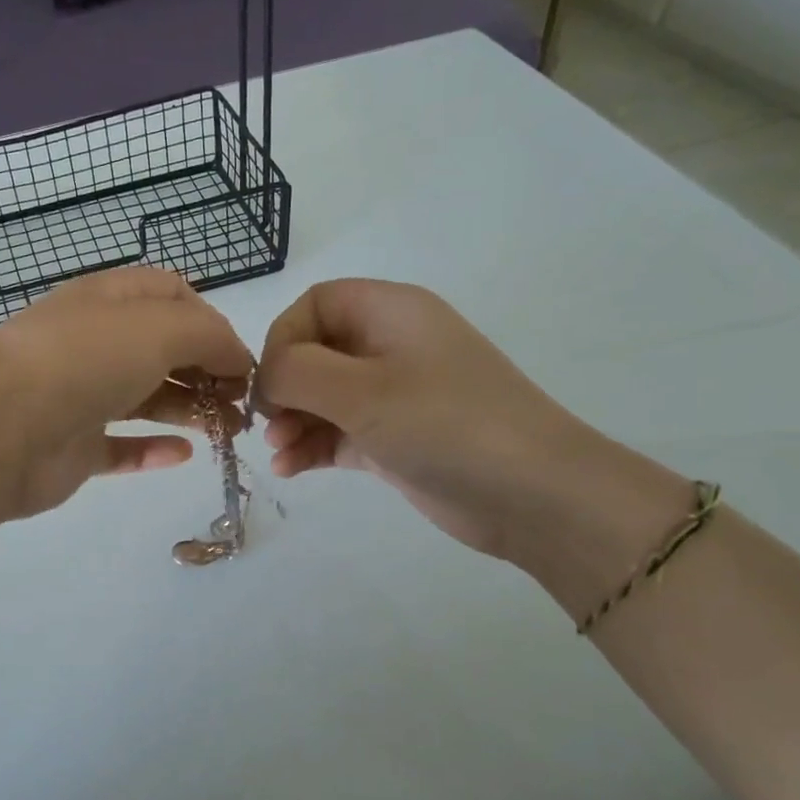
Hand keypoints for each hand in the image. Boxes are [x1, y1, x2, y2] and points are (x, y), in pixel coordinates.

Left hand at [0, 268, 253, 518]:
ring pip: (145, 398)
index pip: (170, 295)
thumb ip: (210, 336)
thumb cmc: (85, 360)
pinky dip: (152, 450)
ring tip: (228, 431)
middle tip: (241, 403)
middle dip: (206, 371)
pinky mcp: (72, 447)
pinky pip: (120, 447)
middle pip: (162, 351)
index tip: (239, 358)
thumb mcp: (160, 327)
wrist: (1, 427)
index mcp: (108, 300)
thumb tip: (237, 360)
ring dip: (189, 410)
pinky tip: (183, 455)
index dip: (210, 321)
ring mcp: (80, 396)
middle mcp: (93, 343)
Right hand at [257, 279, 658, 563]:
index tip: (271, 382)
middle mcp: (390, 346)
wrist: (532, 495)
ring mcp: (394, 395)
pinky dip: (311, 446)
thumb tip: (267, 376)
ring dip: (292, 421)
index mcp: (390, 312)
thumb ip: (297, 372)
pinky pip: (338, 432)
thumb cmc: (444, 424)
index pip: (315, 304)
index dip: (283, 338)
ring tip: (278, 451)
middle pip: (314, 351)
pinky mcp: (394, 438)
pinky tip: (290, 469)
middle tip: (267, 423)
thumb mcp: (361, 391)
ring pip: (322, 397)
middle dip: (284, 387)